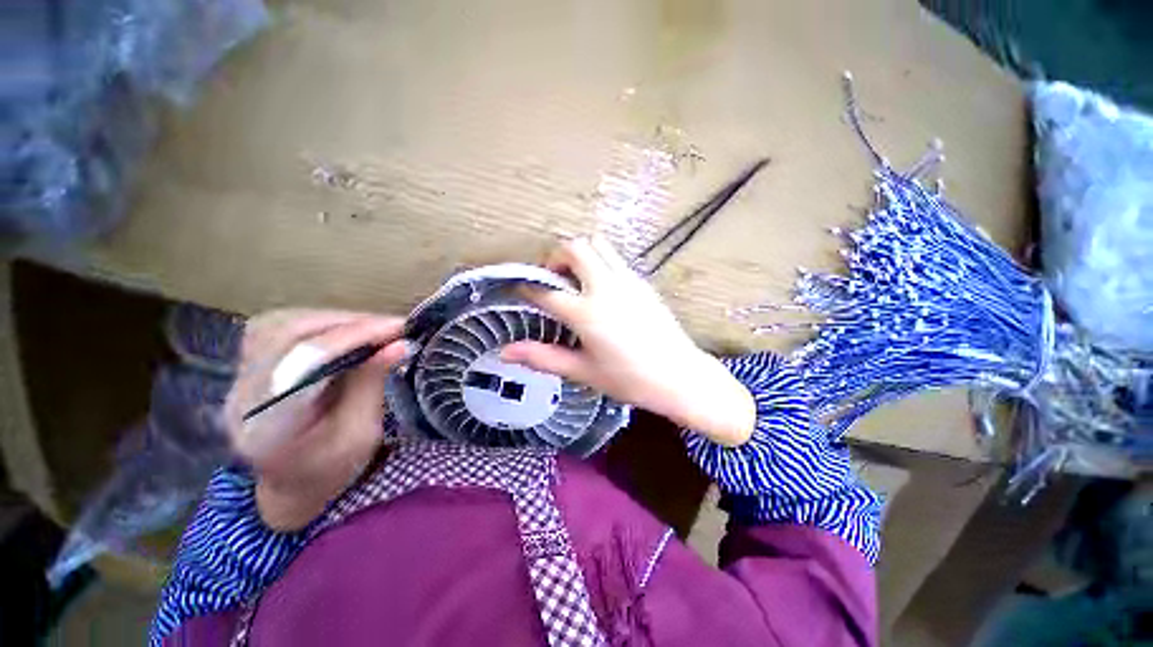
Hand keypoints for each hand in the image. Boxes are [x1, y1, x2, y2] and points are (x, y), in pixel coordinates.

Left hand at [223, 309, 408, 530]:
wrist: (291, 485)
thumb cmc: (331, 470)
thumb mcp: (361, 435)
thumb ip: (373, 385)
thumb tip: (400, 344)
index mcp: (268, 427)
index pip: (304, 363)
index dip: (354, 337)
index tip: (399, 328)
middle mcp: (241, 396)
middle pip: (286, 334)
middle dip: (348, 324)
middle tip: (391, 327)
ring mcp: (238, 378)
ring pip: (280, 324)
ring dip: (333, 320)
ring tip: (372, 328)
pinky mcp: (248, 366)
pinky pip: (277, 327)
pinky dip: (318, 322)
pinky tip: (344, 332)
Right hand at [501, 237, 755, 445]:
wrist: (679, 376)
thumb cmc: (630, 379)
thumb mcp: (583, 371)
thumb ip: (543, 357)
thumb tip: (506, 352)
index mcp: (587, 312)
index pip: (546, 291)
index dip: (527, 288)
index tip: (520, 291)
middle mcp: (606, 287)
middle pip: (574, 247)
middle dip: (555, 257)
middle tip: (551, 280)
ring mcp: (627, 280)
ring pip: (597, 245)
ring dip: (579, 254)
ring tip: (574, 280)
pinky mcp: (642, 282)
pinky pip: (614, 259)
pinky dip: (598, 262)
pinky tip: (599, 289)